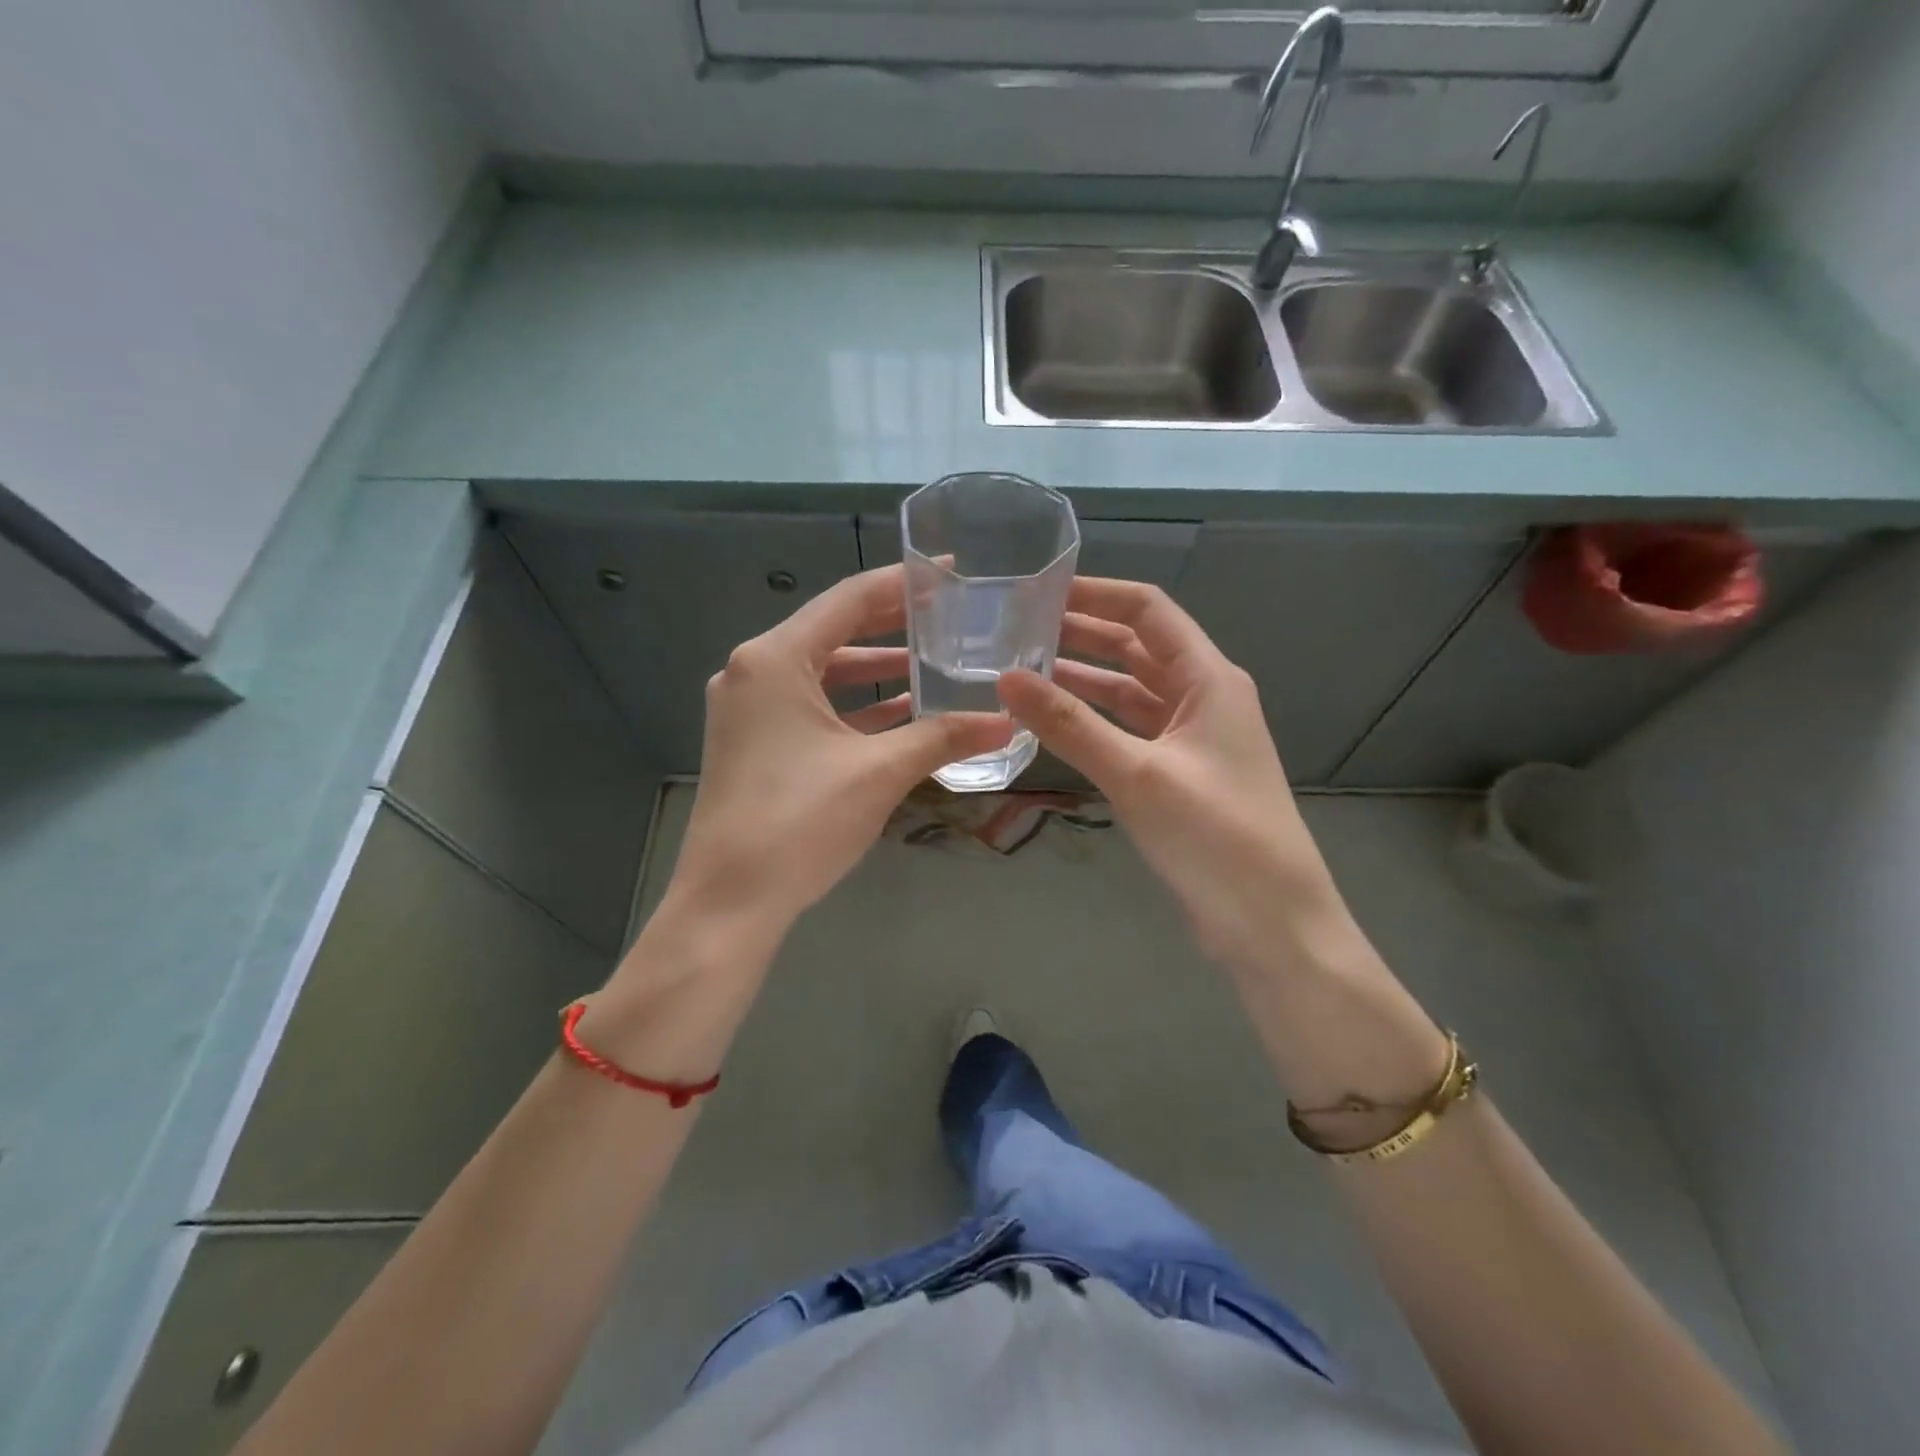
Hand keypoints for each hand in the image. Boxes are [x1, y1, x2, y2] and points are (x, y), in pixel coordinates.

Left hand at [668, 564, 1013, 937]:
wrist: (729, 902)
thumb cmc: (799, 822)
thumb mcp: (879, 772)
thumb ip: (943, 737)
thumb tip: (1007, 723)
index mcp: (775, 659)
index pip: (849, 600)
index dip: (904, 583)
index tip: (951, 570)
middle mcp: (754, 672)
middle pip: (834, 632)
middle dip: (893, 625)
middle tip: (950, 614)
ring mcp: (749, 710)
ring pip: (824, 674)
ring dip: (876, 671)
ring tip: (934, 663)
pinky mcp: (754, 743)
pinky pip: (812, 708)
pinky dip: (854, 707)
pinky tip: (902, 714)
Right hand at [997, 578, 1345, 976]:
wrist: (1270, 922)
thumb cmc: (1215, 836)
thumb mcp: (1137, 774)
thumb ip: (1070, 724)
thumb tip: (1006, 678)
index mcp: (1209, 679)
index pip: (1149, 611)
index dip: (1097, 594)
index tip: (1039, 591)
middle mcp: (1203, 697)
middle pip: (1138, 648)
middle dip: (1082, 635)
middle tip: (1017, 631)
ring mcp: (1191, 738)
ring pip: (1130, 692)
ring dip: (1083, 680)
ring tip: (1022, 671)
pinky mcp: (1179, 774)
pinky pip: (1130, 731)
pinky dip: (1094, 722)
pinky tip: (1053, 723)